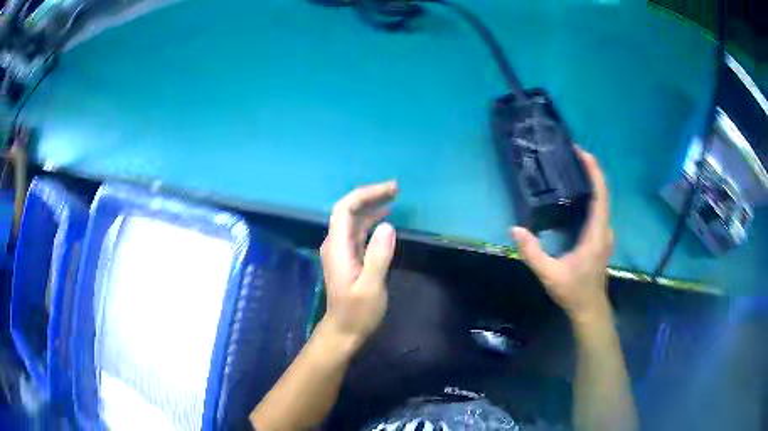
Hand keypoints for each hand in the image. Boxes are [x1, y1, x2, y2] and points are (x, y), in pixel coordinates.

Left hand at [320, 181, 397, 345]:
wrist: (344, 330)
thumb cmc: (358, 312)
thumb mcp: (371, 287)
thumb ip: (378, 256)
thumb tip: (388, 226)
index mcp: (338, 248)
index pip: (344, 209)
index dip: (365, 195)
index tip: (389, 190)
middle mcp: (335, 244)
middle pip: (347, 210)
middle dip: (370, 196)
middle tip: (395, 189)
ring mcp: (341, 250)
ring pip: (353, 220)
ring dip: (371, 206)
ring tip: (394, 198)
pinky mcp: (348, 257)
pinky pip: (358, 231)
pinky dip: (371, 221)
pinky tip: (385, 219)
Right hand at [511, 149, 613, 322]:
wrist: (590, 309)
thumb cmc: (573, 292)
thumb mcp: (550, 275)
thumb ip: (533, 253)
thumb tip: (515, 229)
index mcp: (596, 234)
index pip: (601, 196)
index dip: (594, 172)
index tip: (582, 153)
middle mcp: (605, 230)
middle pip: (603, 193)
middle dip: (591, 171)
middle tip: (573, 156)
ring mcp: (605, 234)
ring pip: (603, 201)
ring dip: (592, 183)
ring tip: (574, 169)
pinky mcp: (602, 238)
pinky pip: (600, 210)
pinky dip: (592, 196)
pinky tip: (578, 195)